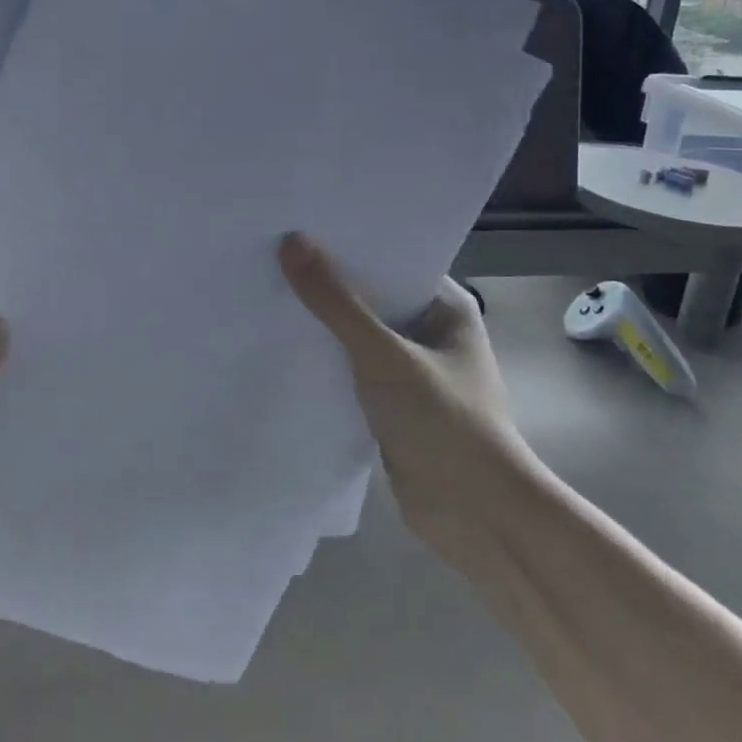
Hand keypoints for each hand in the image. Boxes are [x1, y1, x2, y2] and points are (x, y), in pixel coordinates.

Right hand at [279, 233, 526, 569]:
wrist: (477, 519)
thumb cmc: (446, 424)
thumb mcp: (385, 356)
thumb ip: (337, 303)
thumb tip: (292, 243)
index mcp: (445, 306)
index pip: (391, 258)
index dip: (346, 242)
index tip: (297, 223)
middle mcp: (428, 330)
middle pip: (370, 295)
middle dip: (326, 281)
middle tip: (269, 252)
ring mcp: (409, 369)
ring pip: (356, 335)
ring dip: (321, 323)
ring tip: (265, 290)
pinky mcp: (390, 403)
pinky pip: (349, 369)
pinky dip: (322, 359)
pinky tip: (280, 345)